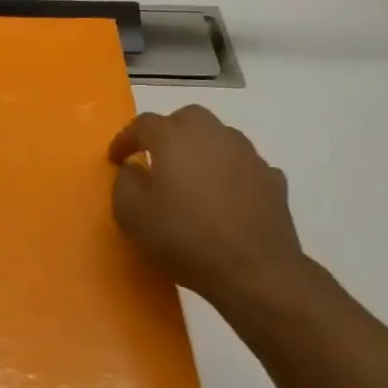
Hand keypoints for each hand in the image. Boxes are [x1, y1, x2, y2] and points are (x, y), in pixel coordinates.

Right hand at [108, 105, 308, 311]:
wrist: (253, 270)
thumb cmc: (184, 237)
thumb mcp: (132, 215)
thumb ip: (125, 183)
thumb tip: (133, 168)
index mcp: (175, 139)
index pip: (144, 124)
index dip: (125, 138)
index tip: (115, 158)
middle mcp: (214, 136)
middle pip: (188, 118)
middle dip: (168, 131)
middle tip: (155, 156)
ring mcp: (248, 156)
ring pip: (220, 136)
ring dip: (201, 149)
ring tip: (190, 176)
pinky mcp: (272, 179)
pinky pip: (244, 165)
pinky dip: (229, 172)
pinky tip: (224, 195)